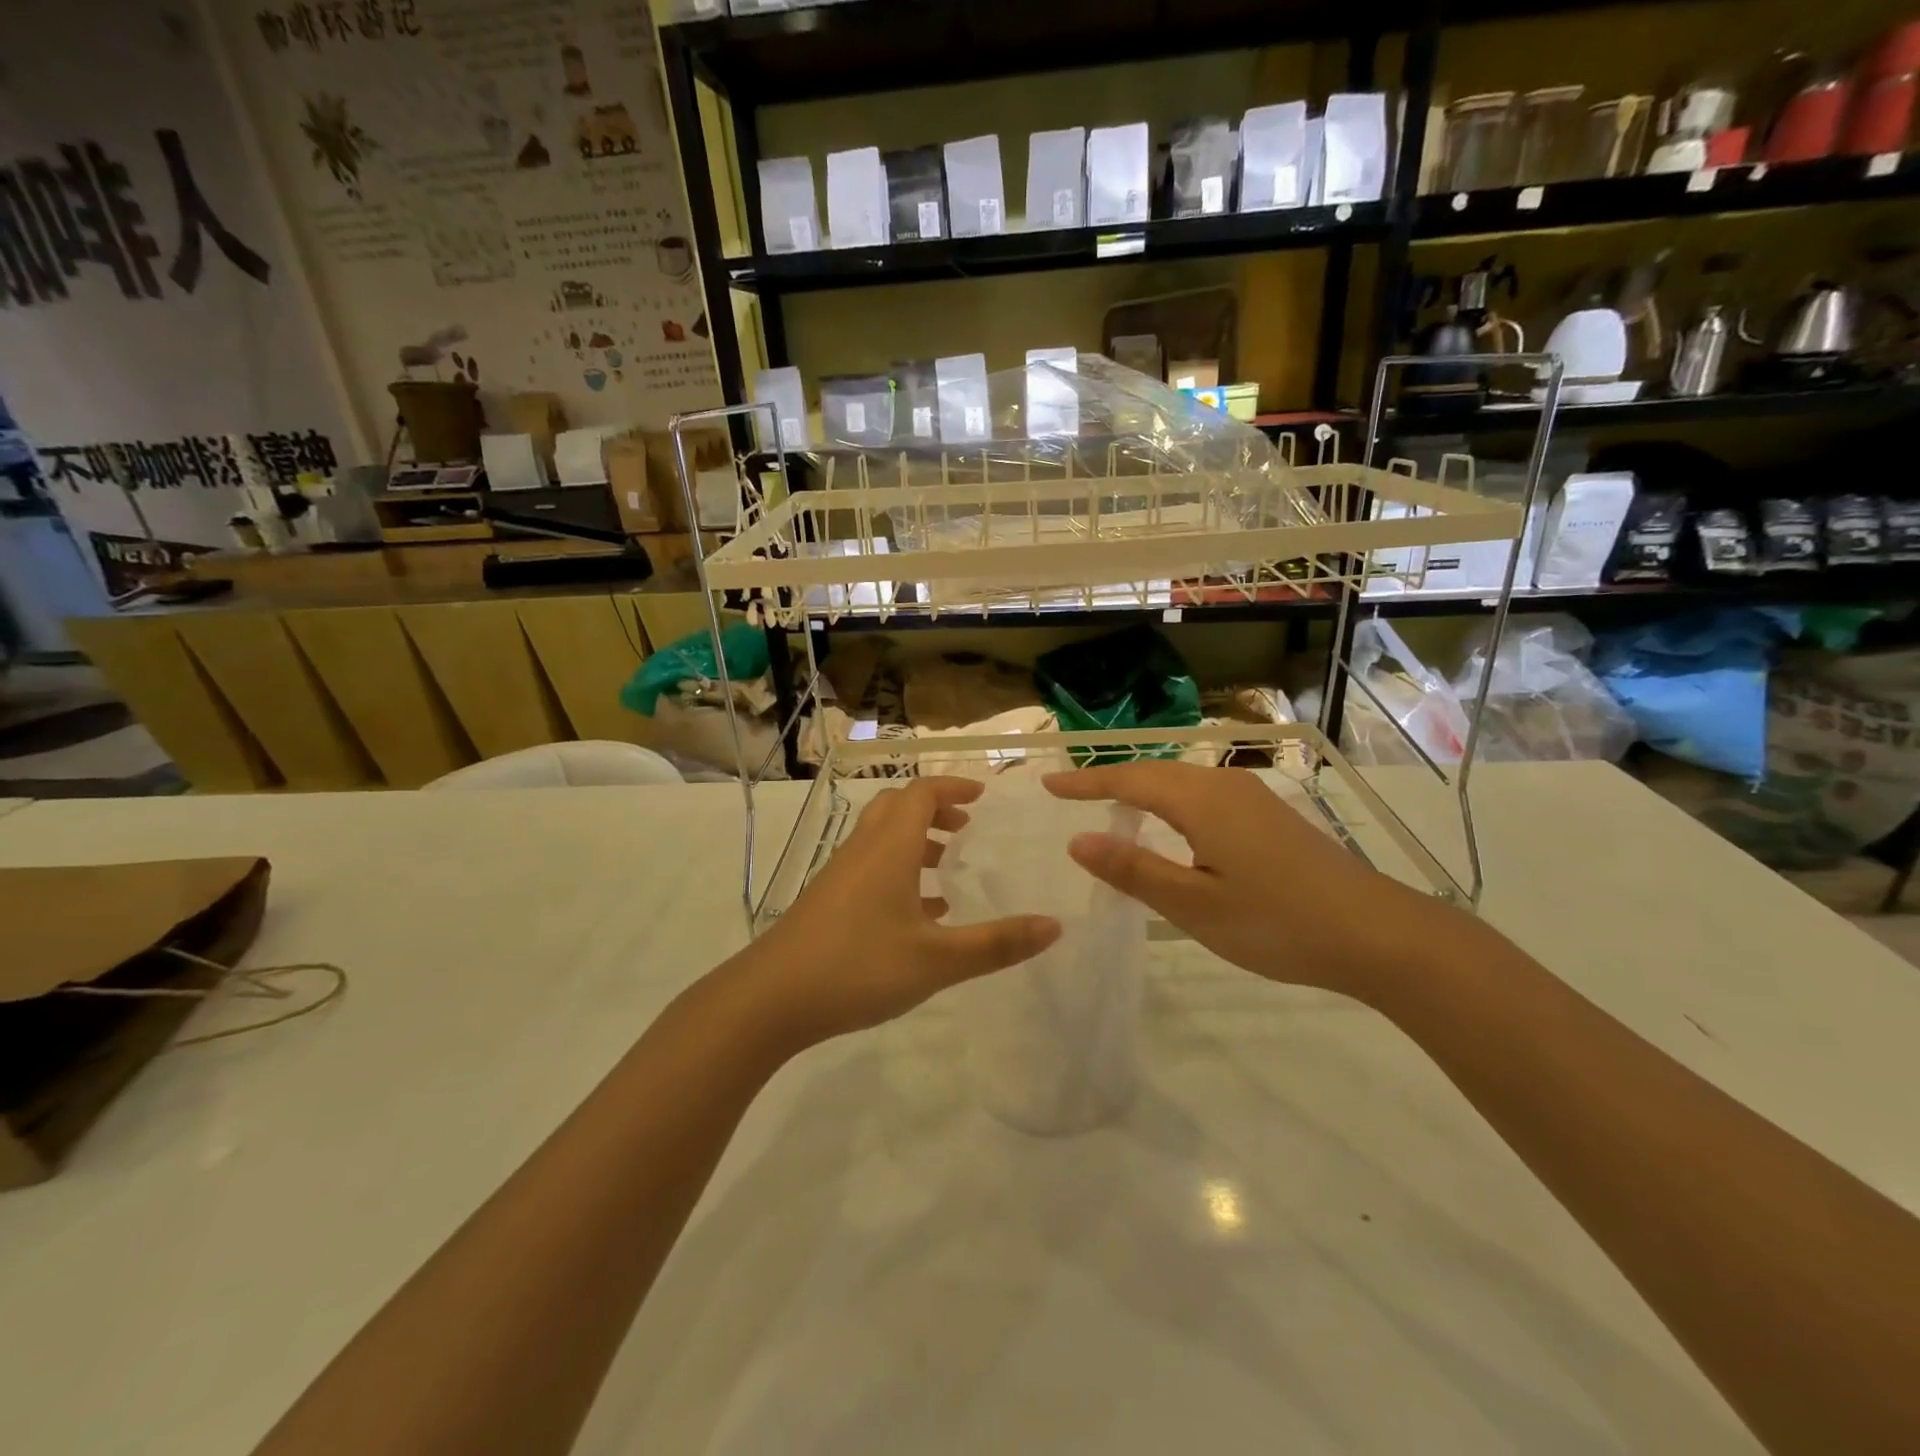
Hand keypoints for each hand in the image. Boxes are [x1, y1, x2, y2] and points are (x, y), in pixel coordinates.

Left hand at [737, 777, 1061, 1050]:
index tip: (983, 796)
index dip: (953, 786)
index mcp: (889, 848)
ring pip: (882, 838)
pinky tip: (921, 913)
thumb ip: (997, 943)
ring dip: (917, 841)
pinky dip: (899, 872)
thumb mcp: (937, 960)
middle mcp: (863, 850)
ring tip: (949, 868)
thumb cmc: (858, 967)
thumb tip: (1055, 926)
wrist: (770, 999)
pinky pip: (870, 867)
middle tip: (967, 828)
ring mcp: (840, 875)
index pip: (921, 793)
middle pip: (898, 807)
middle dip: (935, 809)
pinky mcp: (828, 901)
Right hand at [1045, 762, 1451, 1001]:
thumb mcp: (1194, 906)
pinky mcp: (1271, 815)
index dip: (1086, 783)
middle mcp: (1225, 785)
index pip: (1129, 780)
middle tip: (1071, 793)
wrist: (1377, 933)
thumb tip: (1078, 841)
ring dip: (1142, 788)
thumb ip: (1135, 870)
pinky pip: (1204, 794)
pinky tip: (1171, 825)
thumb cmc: (1277, 922)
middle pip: (1155, 772)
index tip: (1048, 785)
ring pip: (1183, 780)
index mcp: (1201, 801)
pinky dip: (1171, 800)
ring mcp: (1254, 797)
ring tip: (1110, 804)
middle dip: (1111, 780)